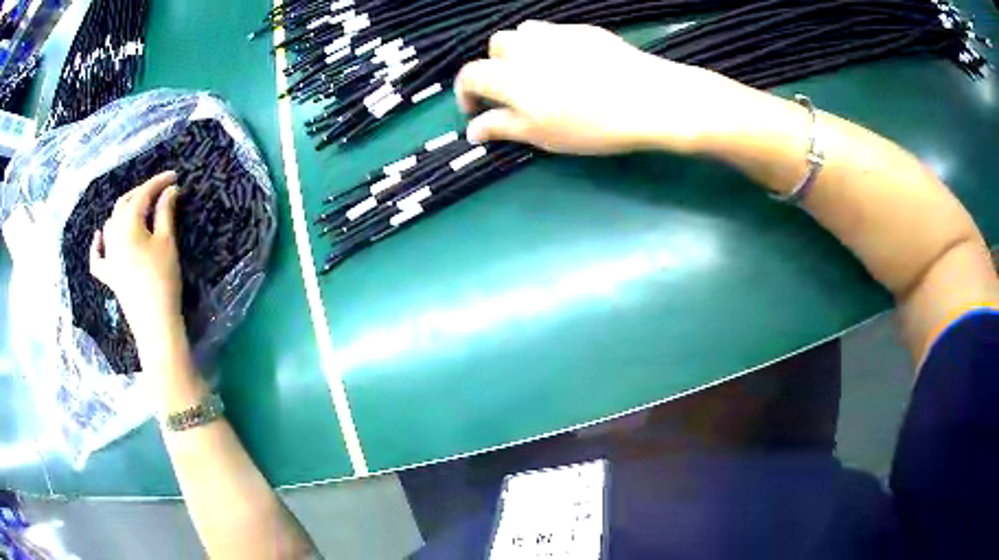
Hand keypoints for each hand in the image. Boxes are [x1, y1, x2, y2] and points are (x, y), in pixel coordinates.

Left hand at [90, 170, 182, 343]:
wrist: (155, 323)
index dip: (158, 182)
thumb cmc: (163, 279)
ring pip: (111, 224)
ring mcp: (108, 256)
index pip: (143, 194)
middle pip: (124, 204)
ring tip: (140, 208)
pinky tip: (99, 236)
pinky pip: (98, 256)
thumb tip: (170, 190)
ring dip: (125, 211)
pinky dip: (98, 244)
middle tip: (161, 190)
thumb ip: (165, 212)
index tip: (174, 176)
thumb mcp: (167, 241)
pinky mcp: (108, 275)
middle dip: (141, 192)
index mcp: (128, 224)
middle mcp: (113, 235)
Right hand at [455, 21, 756, 154]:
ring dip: (520, 50)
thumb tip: (473, 130)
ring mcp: (556, 34)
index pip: (471, 75)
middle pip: (495, 46)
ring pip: (523, 32)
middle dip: (495, 66)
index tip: (476, 109)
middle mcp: (527, 48)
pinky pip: (553, 30)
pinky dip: (549, 44)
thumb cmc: (594, 125)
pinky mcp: (583, 29)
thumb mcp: (544, 135)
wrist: (650, 99)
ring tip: (539, 72)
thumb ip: (503, 128)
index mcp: (511, 77)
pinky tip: (570, 63)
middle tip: (513, 90)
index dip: (466, 93)